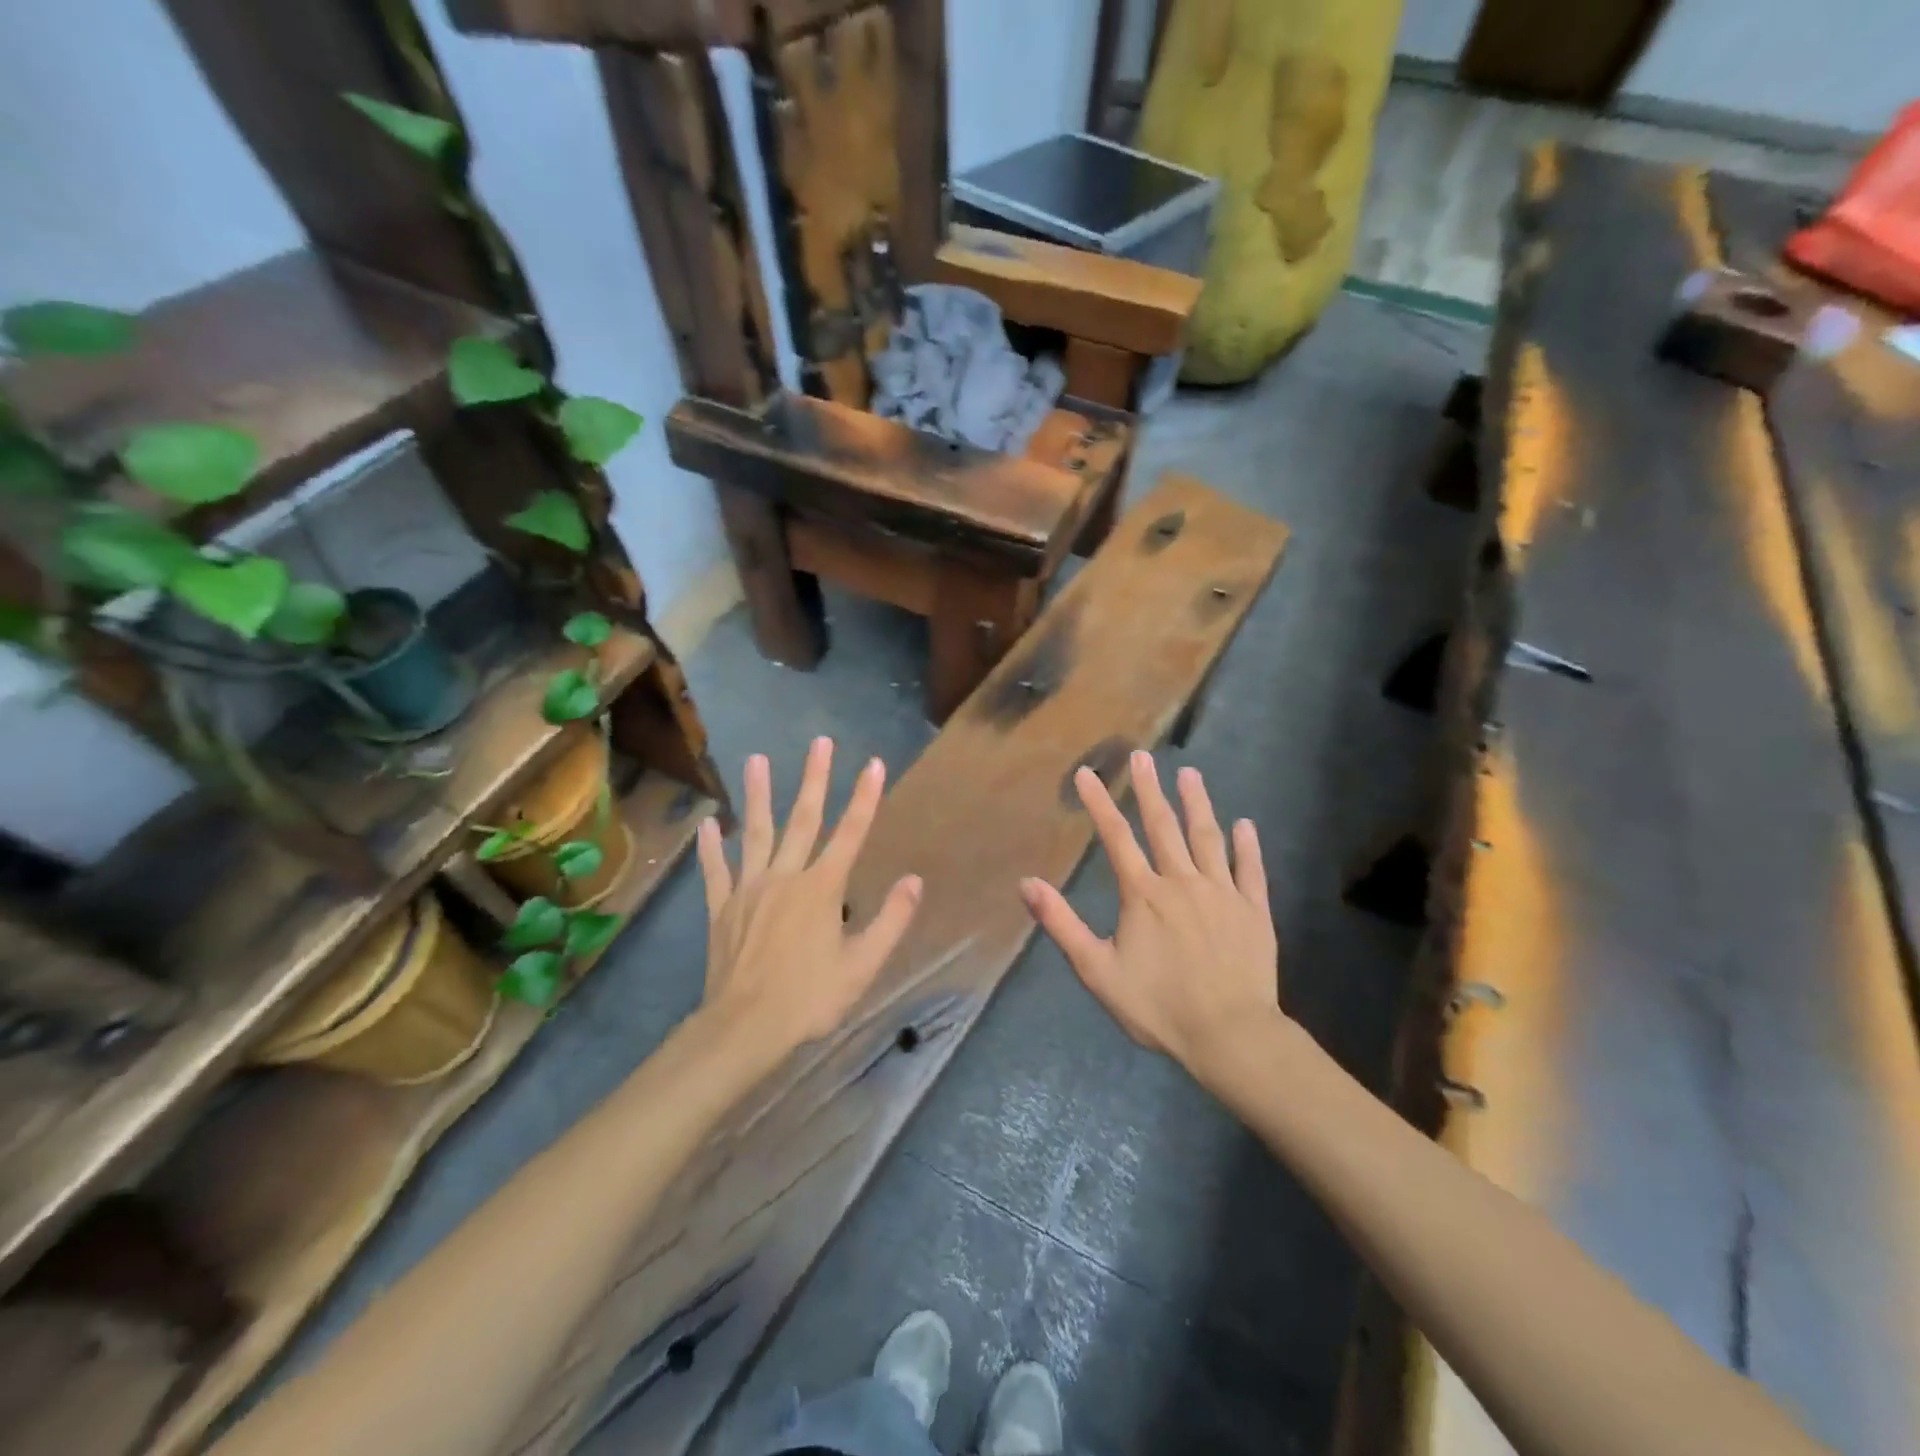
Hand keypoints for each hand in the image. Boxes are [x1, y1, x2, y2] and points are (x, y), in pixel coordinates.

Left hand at [696, 738, 921, 1062]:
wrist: (745, 1028)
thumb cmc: (810, 998)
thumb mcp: (862, 966)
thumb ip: (891, 920)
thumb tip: (914, 880)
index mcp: (822, 889)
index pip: (851, 833)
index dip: (865, 797)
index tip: (874, 764)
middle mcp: (786, 877)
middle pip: (803, 819)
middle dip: (814, 779)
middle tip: (819, 742)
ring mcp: (749, 890)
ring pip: (756, 833)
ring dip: (758, 795)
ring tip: (755, 760)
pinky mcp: (722, 909)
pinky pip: (717, 871)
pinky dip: (712, 848)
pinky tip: (709, 824)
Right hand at [1021, 751, 1278, 1076]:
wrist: (1229, 1034)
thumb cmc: (1158, 1006)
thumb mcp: (1097, 970)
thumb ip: (1062, 924)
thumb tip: (1027, 883)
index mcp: (1143, 894)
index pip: (1116, 837)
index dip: (1099, 803)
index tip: (1087, 773)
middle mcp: (1182, 882)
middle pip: (1163, 826)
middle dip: (1149, 789)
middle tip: (1142, 756)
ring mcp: (1222, 893)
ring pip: (1208, 837)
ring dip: (1197, 804)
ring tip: (1190, 774)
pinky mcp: (1253, 910)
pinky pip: (1250, 870)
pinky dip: (1247, 846)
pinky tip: (1246, 825)